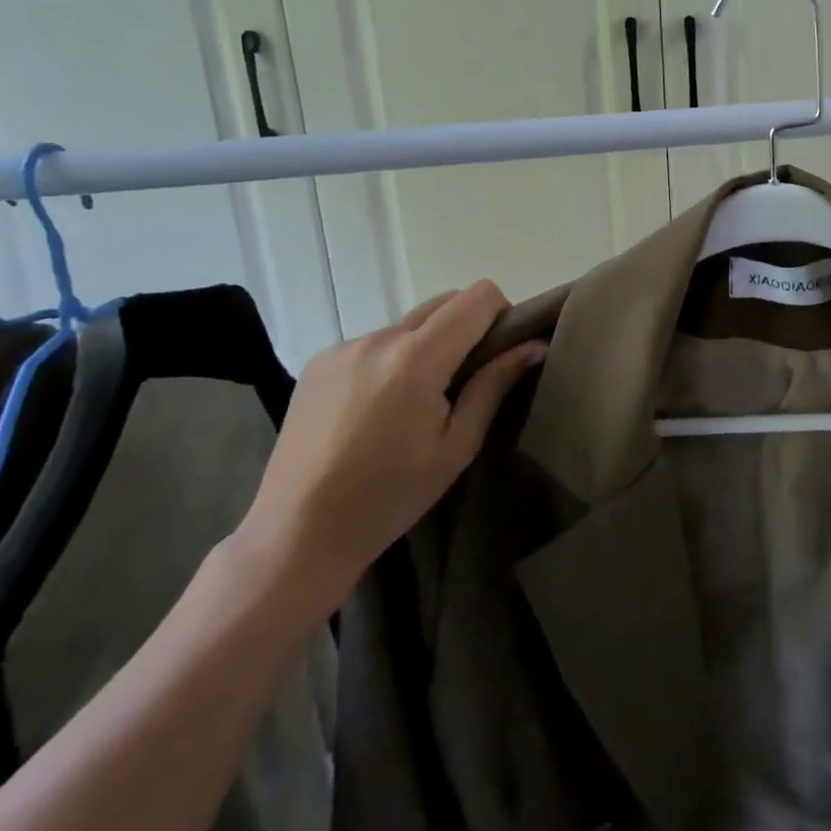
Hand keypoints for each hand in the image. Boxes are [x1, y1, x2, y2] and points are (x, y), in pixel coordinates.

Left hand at [233, 281, 542, 612]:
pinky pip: (374, 343)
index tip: (501, 352)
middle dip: (466, 328)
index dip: (501, 314)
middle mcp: (379, 338)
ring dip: (426, 346)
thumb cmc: (390, 496)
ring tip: (414, 403)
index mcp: (417, 358)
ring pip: (408, 325)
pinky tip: (376, 408)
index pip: (477, 297)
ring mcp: (343, 347)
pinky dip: (391, 360)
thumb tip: (533, 345)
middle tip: (465, 380)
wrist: (297, 533)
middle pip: (443, 303)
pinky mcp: (318, 362)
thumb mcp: (457, 446)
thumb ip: (494, 385)